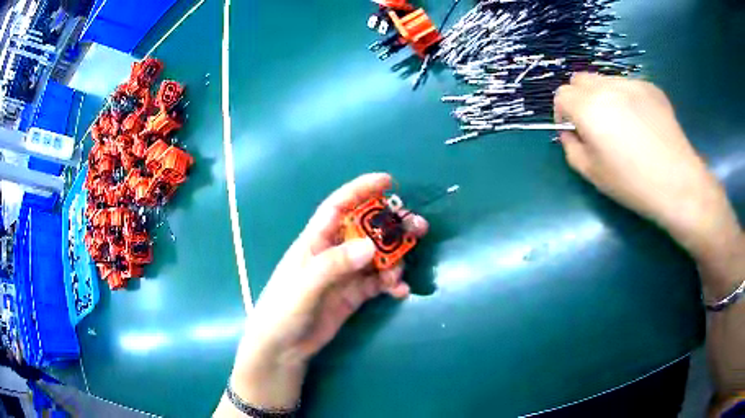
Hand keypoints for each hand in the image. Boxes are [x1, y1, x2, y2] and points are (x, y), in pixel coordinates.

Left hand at [226, 173, 427, 410]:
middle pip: (366, 230)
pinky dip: (392, 283)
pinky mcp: (354, 295)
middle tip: (418, 226)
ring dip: (395, 258)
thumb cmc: (283, 311)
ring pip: (377, 256)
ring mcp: (345, 275)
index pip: (338, 206)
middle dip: (391, 226)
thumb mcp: (305, 286)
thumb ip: (334, 265)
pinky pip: (378, 282)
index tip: (388, 181)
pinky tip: (400, 291)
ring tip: (401, 273)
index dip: (361, 190)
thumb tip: (370, 246)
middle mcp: (333, 253)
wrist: (283, 348)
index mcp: (315, 241)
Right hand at [554, 73, 740, 257]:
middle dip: (580, 99)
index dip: (563, 113)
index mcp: (588, 108)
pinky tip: (642, 123)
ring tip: (622, 124)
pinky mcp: (651, 87)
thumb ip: (571, 148)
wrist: (678, 183)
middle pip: (580, 79)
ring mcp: (631, 83)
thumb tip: (571, 132)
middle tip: (596, 125)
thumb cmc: (633, 184)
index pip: (562, 94)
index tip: (575, 131)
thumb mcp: (592, 174)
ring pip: (605, 80)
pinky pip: (629, 86)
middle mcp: (607, 87)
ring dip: (604, 97)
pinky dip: (627, 99)